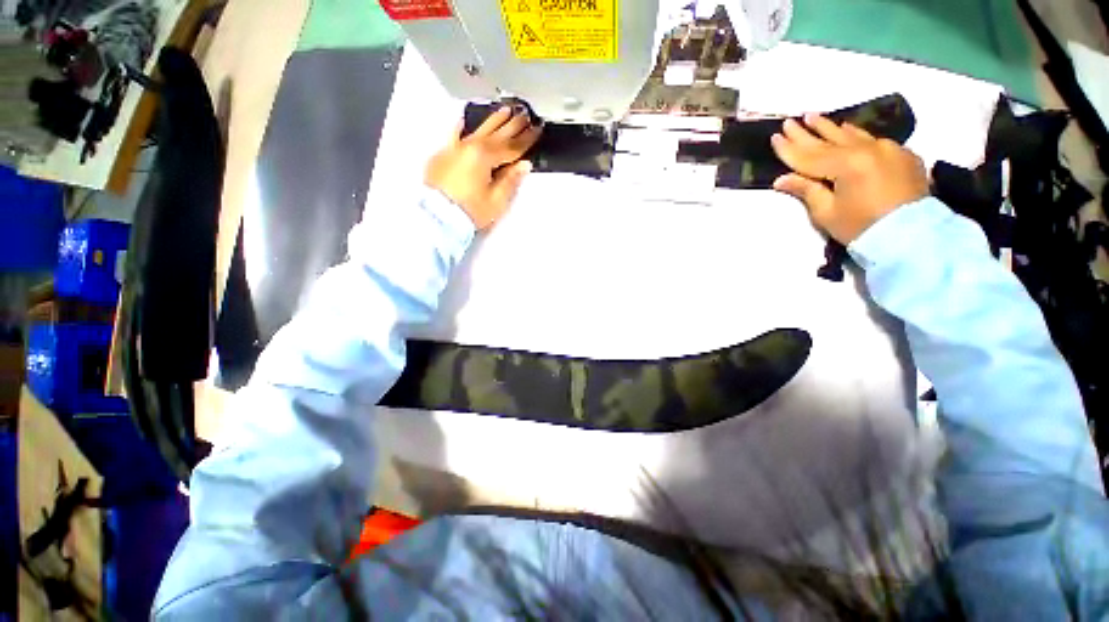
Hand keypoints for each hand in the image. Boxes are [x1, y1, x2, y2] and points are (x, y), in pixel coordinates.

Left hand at [425, 106, 541, 229]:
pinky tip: (463, 117)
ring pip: (479, 130)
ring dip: (494, 120)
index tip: (537, 129)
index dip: (526, 139)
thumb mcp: (496, 200)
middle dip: (513, 125)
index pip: (512, 147)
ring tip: (506, 111)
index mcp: (485, 157)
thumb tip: (524, 165)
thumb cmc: (469, 211)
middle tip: (525, 115)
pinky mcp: (444, 156)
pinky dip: (460, 126)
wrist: (437, 218)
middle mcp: (470, 147)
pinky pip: (454, 136)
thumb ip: (511, 180)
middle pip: (497, 134)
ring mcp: (456, 149)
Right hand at [771, 114, 929, 243]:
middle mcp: (867, 150)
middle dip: (807, 132)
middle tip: (790, 120)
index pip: (809, 156)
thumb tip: (782, 179)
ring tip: (814, 116)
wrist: (911, 236)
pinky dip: (855, 135)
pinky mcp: (901, 155)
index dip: (789, 148)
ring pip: (851, 134)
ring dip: (830, 127)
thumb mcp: (826, 212)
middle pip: (829, 140)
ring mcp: (887, 149)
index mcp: (846, 165)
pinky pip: (872, 140)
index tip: (775, 136)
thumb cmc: (861, 227)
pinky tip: (846, 129)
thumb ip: (806, 190)